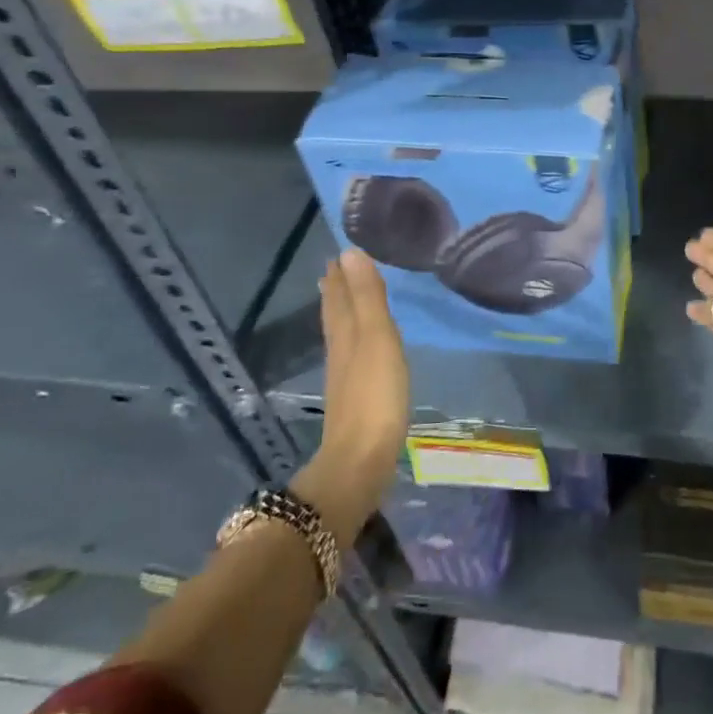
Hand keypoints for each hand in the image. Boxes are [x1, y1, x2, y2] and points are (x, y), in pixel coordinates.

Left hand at [292, 249, 409, 541]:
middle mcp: (340, 351)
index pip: (339, 296)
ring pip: (341, 334)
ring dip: (343, 313)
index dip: (340, 275)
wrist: (361, 461)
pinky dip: (354, 340)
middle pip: (335, 314)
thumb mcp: (377, 339)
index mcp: (345, 334)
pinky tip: (361, 348)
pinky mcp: (355, 399)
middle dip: (337, 291)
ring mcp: (345, 378)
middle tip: (336, 269)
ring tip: (344, 298)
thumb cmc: (375, 395)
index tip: (339, 252)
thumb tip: (349, 252)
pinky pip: (352, 356)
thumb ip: (367, 297)